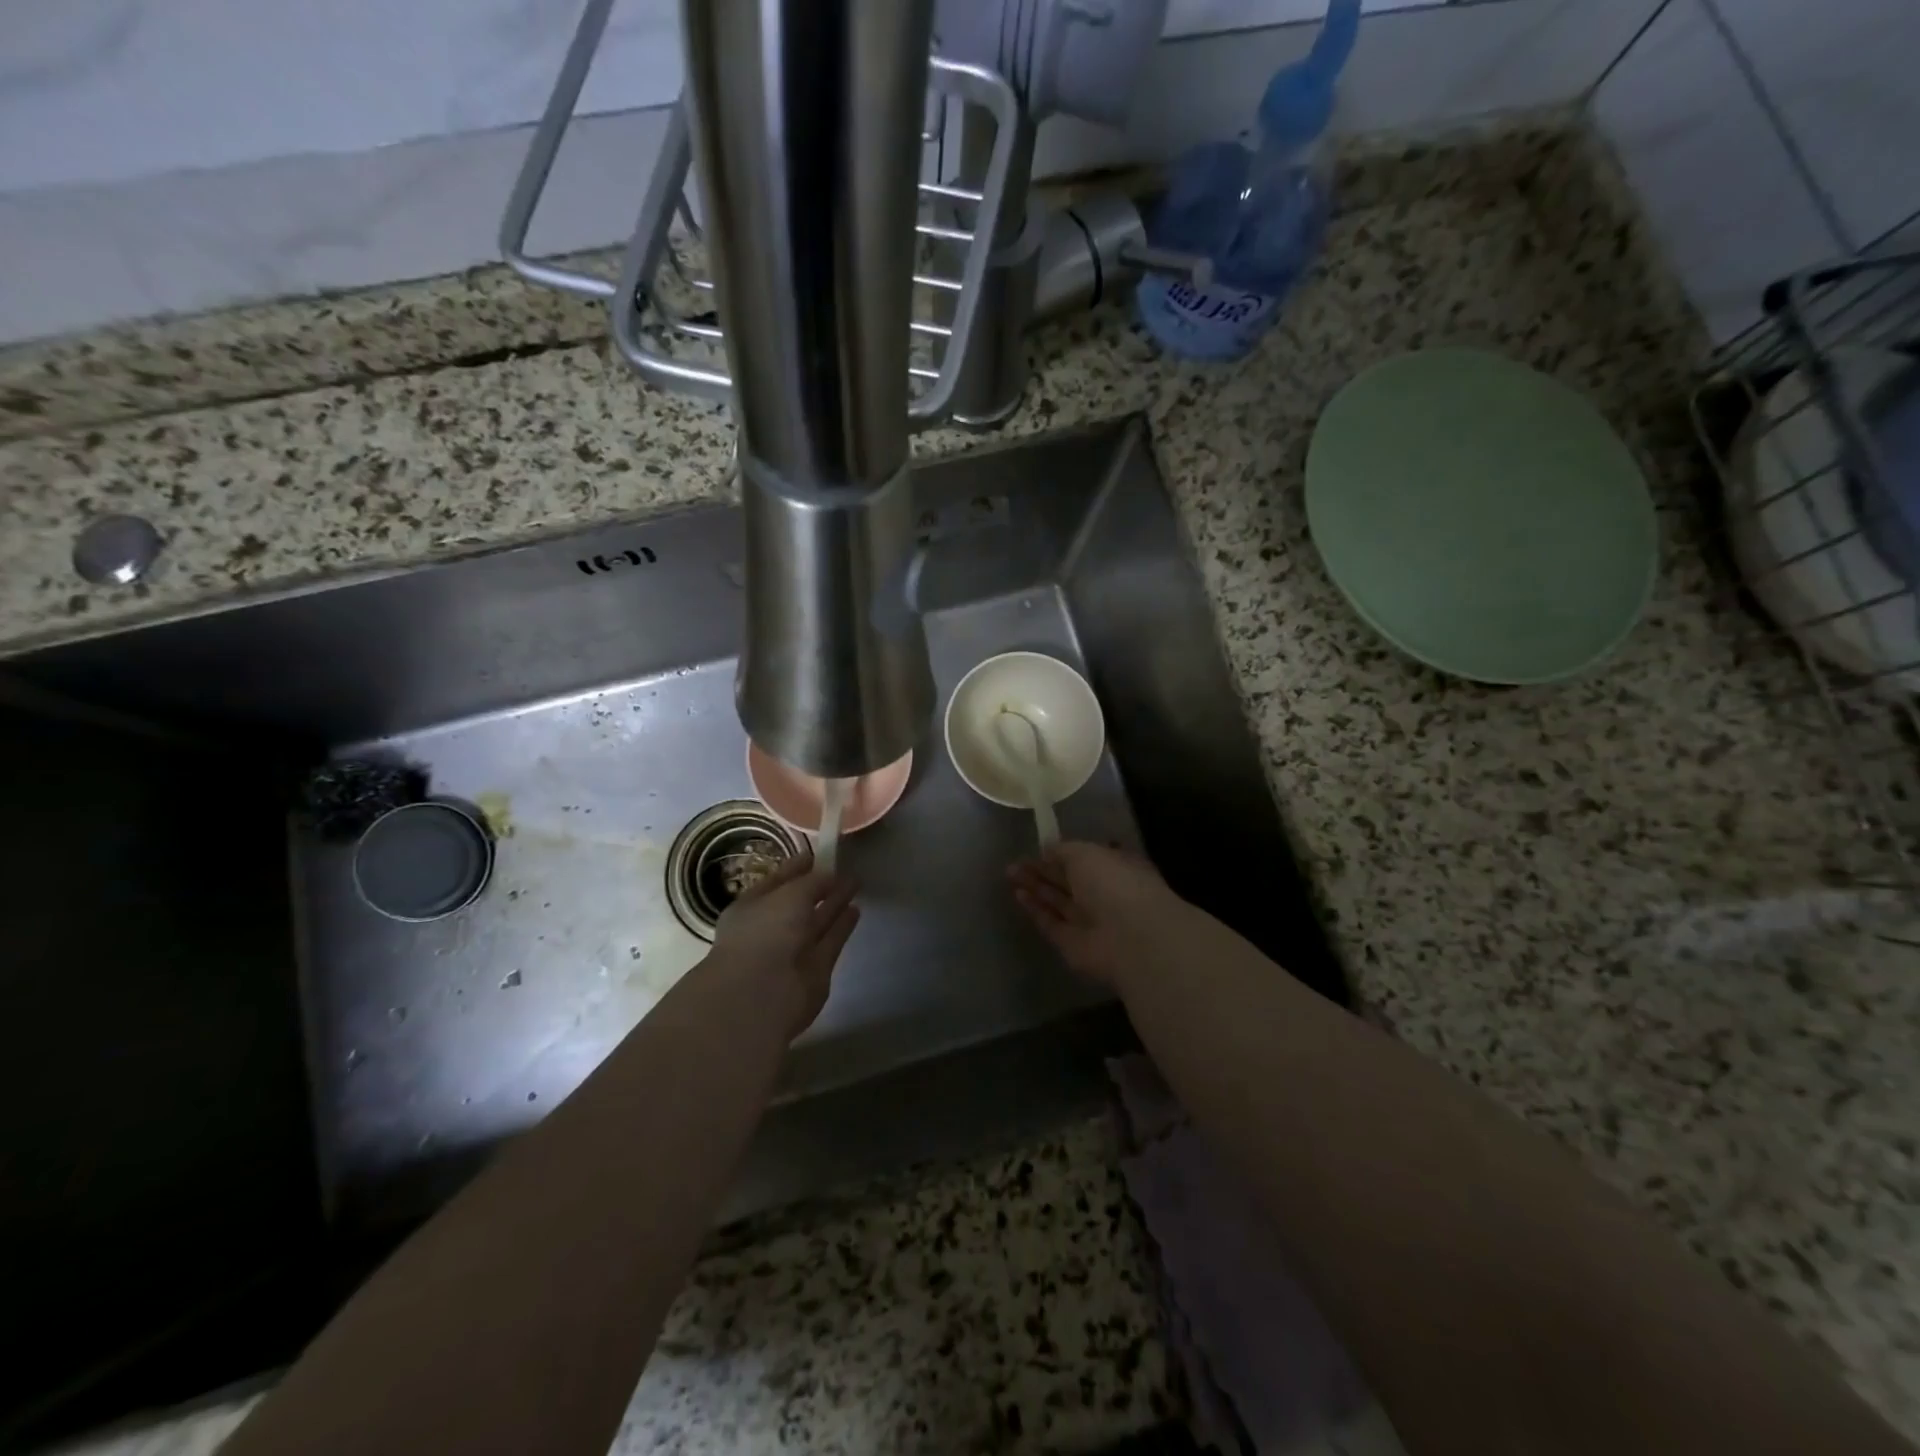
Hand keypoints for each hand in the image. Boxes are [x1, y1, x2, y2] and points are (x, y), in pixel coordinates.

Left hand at [710, 850, 859, 1037]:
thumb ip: (813, 881)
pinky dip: (842, 926)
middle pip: (800, 902)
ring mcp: (793, 950)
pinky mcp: (815, 969)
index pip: (778, 881)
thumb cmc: (765, 933)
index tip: (819, 853)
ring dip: (835, 904)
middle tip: (843, 867)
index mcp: (752, 907)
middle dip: (820, 885)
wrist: (763, 994)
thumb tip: (830, 874)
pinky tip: (856, 910)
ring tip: (855, 884)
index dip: (798, 867)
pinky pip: (831, 940)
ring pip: (817, 921)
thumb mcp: (789, 894)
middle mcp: (771, 928)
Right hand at [1007, 841, 1194, 988]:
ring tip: (1010, 873)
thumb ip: (1063, 850)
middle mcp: (1102, 894)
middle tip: (1015, 862)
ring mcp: (1088, 921)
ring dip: (1035, 887)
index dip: (1060, 853)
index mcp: (1114, 867)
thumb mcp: (1086, 853)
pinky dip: (1035, 909)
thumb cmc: (1113, 883)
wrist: (1130, 937)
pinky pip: (1051, 923)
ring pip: (1057, 901)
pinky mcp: (1072, 944)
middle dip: (1041, 870)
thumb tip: (1047, 850)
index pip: (1085, 859)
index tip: (1037, 847)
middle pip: (1067, 880)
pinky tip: (1017, 895)